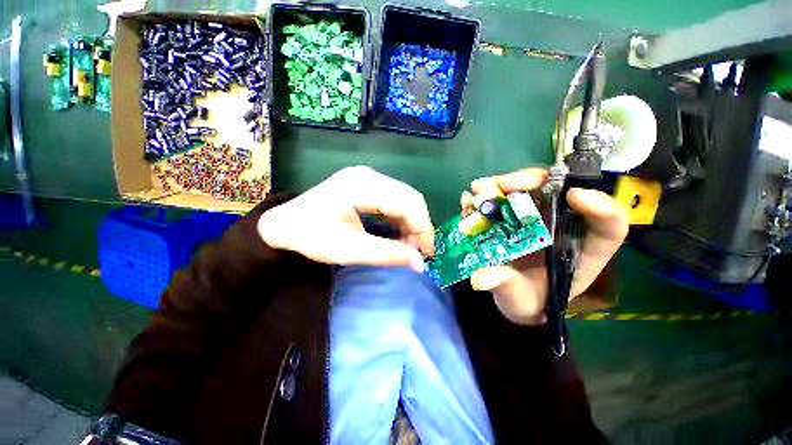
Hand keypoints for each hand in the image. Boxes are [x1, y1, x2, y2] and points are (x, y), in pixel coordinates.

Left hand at [257, 166, 433, 271]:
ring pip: (404, 198)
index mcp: (364, 186)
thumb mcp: (350, 250)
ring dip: (411, 223)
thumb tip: (420, 265)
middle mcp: (370, 175)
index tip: (428, 254)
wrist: (284, 224)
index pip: (408, 203)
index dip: (423, 228)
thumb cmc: (312, 236)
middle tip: (419, 252)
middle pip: (410, 198)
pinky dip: (400, 218)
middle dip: (419, 226)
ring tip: (409, 246)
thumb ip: (387, 255)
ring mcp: (368, 178)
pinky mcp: (366, 185)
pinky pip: (394, 200)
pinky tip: (398, 233)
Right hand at [461, 169, 628, 324]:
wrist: (508, 294)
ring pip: (524, 189)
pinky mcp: (509, 216)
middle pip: (557, 192)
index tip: (575, 196)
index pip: (608, 226)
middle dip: (532, 181)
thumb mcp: (519, 299)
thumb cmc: (525, 300)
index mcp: (578, 249)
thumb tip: (480, 278)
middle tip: (507, 184)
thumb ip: (505, 286)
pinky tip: (468, 200)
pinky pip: (499, 199)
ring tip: (479, 190)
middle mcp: (557, 226)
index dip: (600, 207)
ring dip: (500, 185)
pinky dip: (482, 196)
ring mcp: (531, 218)